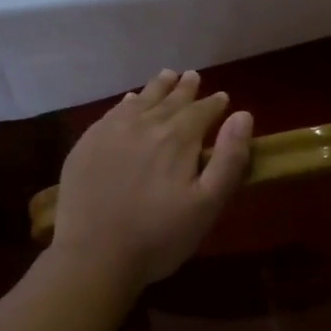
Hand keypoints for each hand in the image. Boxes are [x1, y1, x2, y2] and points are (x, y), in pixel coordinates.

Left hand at [49, 69, 253, 289]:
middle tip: (193, 77)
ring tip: (167, 76)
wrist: (94, 255)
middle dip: (185, 89)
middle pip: (170, 100)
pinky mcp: (87, 144)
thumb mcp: (207, 205)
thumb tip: (243, 115)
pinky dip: (126, 103)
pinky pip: (112, 113)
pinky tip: (129, 102)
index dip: (214, 104)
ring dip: (156, 88)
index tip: (222, 98)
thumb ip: (229, 159)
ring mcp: (111, 132)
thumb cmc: (159, 236)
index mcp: (178, 138)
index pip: (201, 111)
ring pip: (140, 100)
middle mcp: (144, 124)